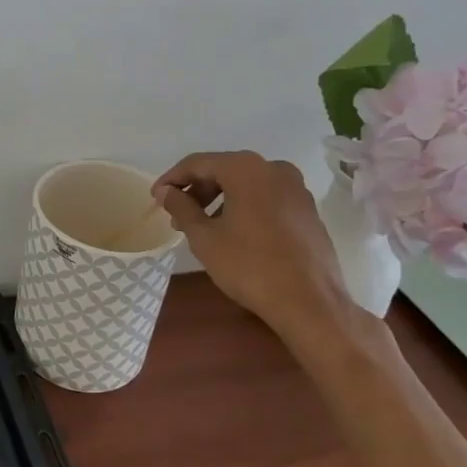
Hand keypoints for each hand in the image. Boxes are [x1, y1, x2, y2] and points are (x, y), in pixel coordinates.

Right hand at [153, 151, 382, 356]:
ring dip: (219, 200)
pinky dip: (244, 207)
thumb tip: (165, 191)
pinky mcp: (307, 209)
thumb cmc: (250, 266)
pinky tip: (233, 233)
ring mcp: (296, 188)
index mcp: (246, 168)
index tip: (156, 197)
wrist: (310, 303)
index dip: (172, 179)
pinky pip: (266, 198)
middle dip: (197, 191)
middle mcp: (273, 168)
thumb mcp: (204, 237)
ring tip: (202, 227)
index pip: (197, 163)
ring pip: (246, 185)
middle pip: (224, 170)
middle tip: (177, 215)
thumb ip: (181, 207)